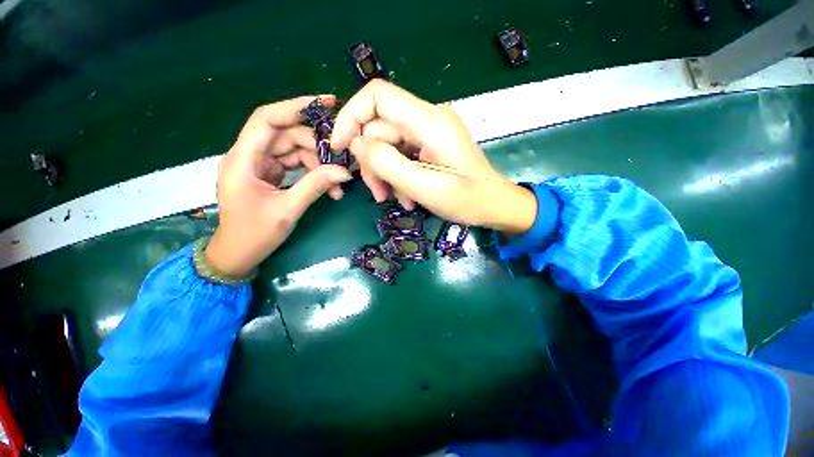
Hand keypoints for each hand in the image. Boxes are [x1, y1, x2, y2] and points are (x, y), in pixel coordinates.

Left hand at [206, 96, 351, 275]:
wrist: (238, 254)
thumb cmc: (254, 235)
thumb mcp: (287, 210)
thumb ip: (315, 187)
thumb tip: (343, 171)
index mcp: (243, 159)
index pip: (267, 119)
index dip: (295, 107)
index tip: (326, 103)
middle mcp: (249, 155)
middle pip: (287, 135)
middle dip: (317, 148)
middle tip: (342, 163)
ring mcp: (260, 165)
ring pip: (294, 150)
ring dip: (318, 164)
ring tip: (338, 183)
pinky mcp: (269, 174)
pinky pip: (295, 164)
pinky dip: (313, 173)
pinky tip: (329, 186)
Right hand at [331, 80, 536, 234]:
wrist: (495, 206)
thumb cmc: (468, 200)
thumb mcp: (425, 187)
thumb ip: (388, 164)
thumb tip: (358, 144)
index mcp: (430, 121)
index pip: (378, 96)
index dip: (351, 117)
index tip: (339, 148)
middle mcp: (428, 119)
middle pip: (380, 129)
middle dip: (373, 164)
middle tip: (379, 195)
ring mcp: (429, 134)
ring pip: (388, 146)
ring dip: (386, 175)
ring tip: (396, 199)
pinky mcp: (430, 147)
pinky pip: (401, 156)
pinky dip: (398, 177)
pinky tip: (408, 196)